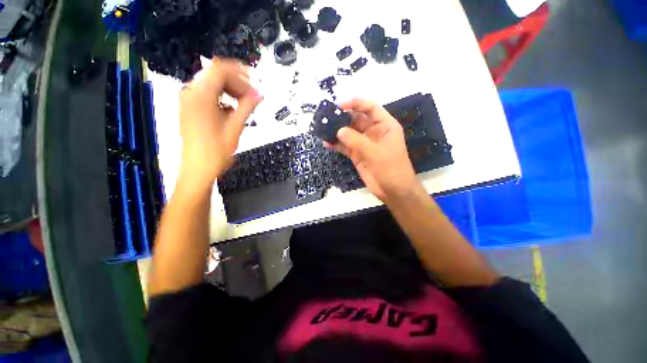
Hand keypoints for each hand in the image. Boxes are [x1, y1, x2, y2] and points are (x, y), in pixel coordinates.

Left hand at [178, 58, 262, 187]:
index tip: (255, 83)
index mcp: (201, 96)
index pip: (220, 69)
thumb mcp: (235, 127)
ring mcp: (188, 100)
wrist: (198, 168)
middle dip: (236, 82)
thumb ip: (247, 107)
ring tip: (244, 105)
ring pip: (212, 84)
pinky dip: (222, 97)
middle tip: (252, 97)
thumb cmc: (216, 151)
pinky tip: (232, 111)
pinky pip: (207, 94)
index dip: (240, 72)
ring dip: (230, 90)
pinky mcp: (190, 108)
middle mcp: (191, 93)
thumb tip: (259, 94)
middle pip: (215, 75)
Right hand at [327, 99, 420, 203]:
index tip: (339, 105)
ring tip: (323, 129)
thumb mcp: (375, 152)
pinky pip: (345, 147)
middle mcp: (373, 132)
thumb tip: (338, 130)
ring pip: (349, 133)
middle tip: (326, 117)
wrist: (393, 190)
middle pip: (356, 119)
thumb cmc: (391, 168)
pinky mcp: (357, 155)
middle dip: (342, 117)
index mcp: (384, 125)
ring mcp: (364, 144)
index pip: (370, 108)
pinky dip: (336, 145)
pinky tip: (326, 143)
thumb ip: (356, 141)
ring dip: (337, 131)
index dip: (356, 103)